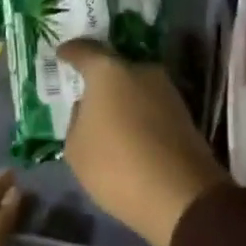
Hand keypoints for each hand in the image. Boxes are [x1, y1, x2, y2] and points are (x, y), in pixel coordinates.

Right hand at [58, 39, 229, 245]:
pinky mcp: (183, 111)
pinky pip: (151, 105)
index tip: (62, 54)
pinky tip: (133, 133)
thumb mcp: (76, 148)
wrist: (180, 195)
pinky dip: (140, 114)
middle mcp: (139, 69)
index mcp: (107, 70)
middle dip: (100, 79)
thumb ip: (76, 119)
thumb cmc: (117, 165)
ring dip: (123, 98)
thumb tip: (87, 107)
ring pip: (135, 86)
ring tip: (111, 119)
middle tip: (88, 94)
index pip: (84, 50)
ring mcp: (165, 88)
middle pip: (113, 67)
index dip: (71, 52)